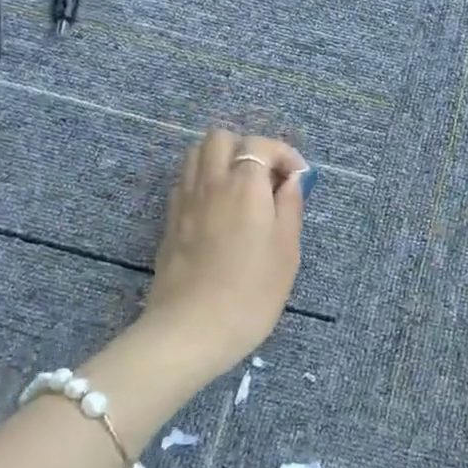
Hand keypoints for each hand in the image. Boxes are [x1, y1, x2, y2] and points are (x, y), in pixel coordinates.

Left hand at [140, 129, 307, 374]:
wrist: (192, 329)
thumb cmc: (251, 294)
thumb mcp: (287, 252)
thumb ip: (290, 207)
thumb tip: (290, 180)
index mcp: (244, 186)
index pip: (260, 145)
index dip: (283, 154)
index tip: (297, 178)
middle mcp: (211, 182)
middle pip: (221, 138)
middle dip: (247, 147)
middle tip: (265, 178)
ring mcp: (185, 199)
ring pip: (196, 153)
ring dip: (220, 159)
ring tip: (240, 188)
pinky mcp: (170, 220)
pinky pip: (185, 180)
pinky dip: (203, 180)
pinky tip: (217, 208)